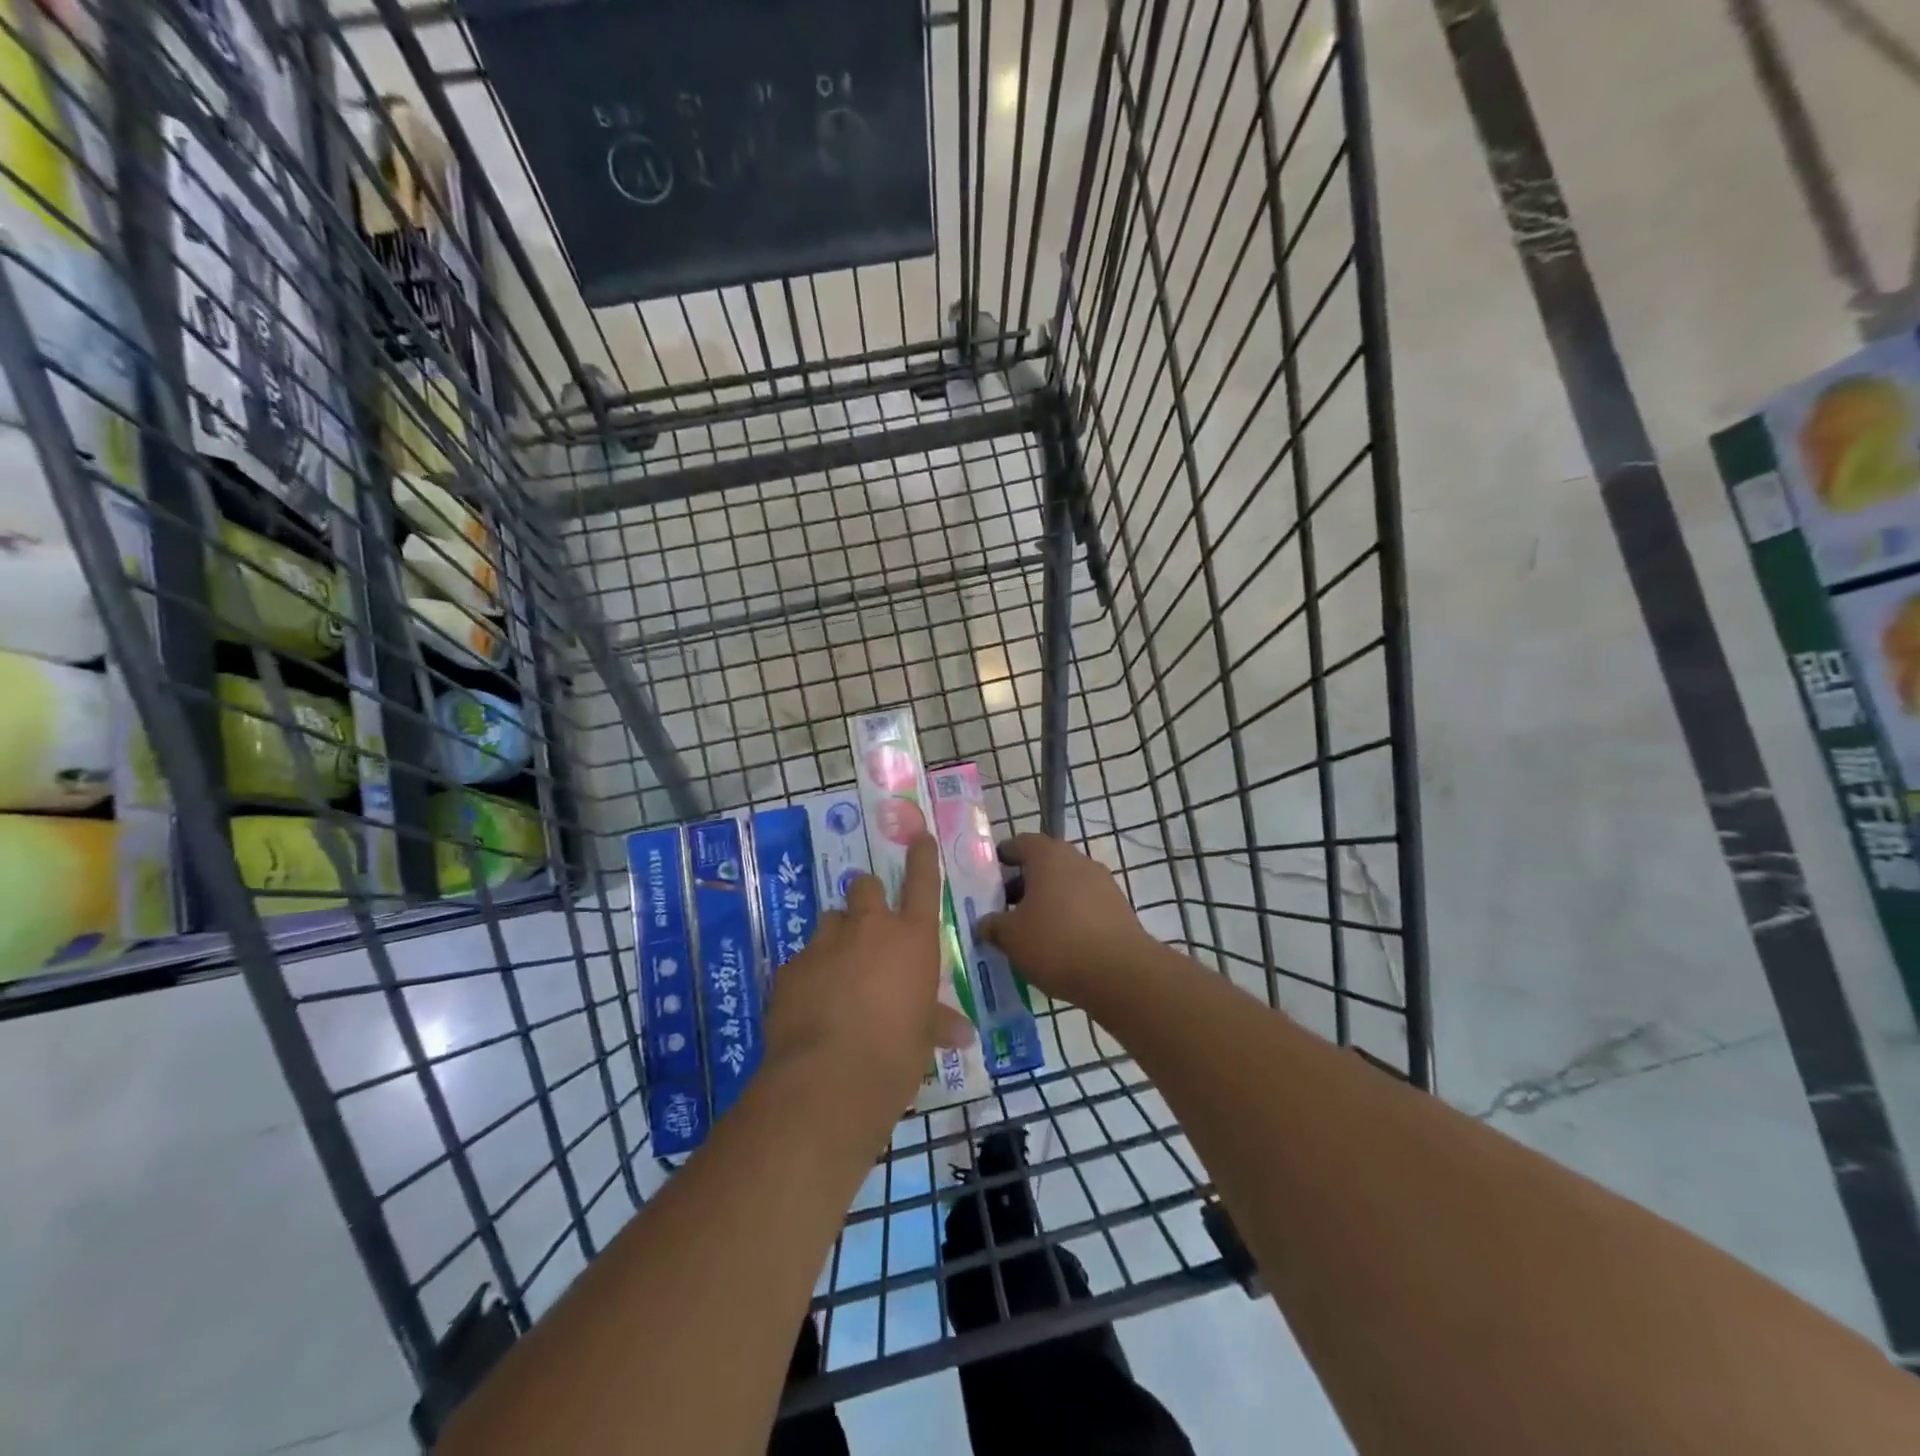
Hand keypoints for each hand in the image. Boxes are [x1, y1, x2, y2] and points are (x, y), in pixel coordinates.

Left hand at [762, 833, 974, 1122]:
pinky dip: (809, 974)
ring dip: (837, 937)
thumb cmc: (896, 1054)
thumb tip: (962, 1035)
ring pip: (830, 920)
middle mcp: (869, 928)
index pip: (922, 882)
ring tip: (837, 971)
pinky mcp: (790, 966)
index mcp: (912, 938)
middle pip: (864, 886)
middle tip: (868, 927)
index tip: (918, 837)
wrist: (830, 1078)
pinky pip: (803, 959)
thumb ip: (937, 1023)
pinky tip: (810, 1004)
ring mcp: (825, 943)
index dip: (921, 857)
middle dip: (866, 898)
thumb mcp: (922, 1037)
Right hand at [975, 834, 1155, 1005]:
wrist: (1120, 973)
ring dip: (1048, 900)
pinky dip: (1069, 916)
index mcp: (1049, 856)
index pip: (1022, 843)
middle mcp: (1078, 861)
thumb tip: (984, 924)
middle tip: (1006, 906)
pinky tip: (1059, 943)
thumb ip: (993, 926)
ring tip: (1031, 929)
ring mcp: (1103, 883)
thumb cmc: (1056, 942)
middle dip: (1025, 882)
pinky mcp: (1119, 908)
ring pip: (1066, 885)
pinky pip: (1085, 905)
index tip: (991, 872)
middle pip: (1046, 864)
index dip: (1004, 855)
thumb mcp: (1011, 937)